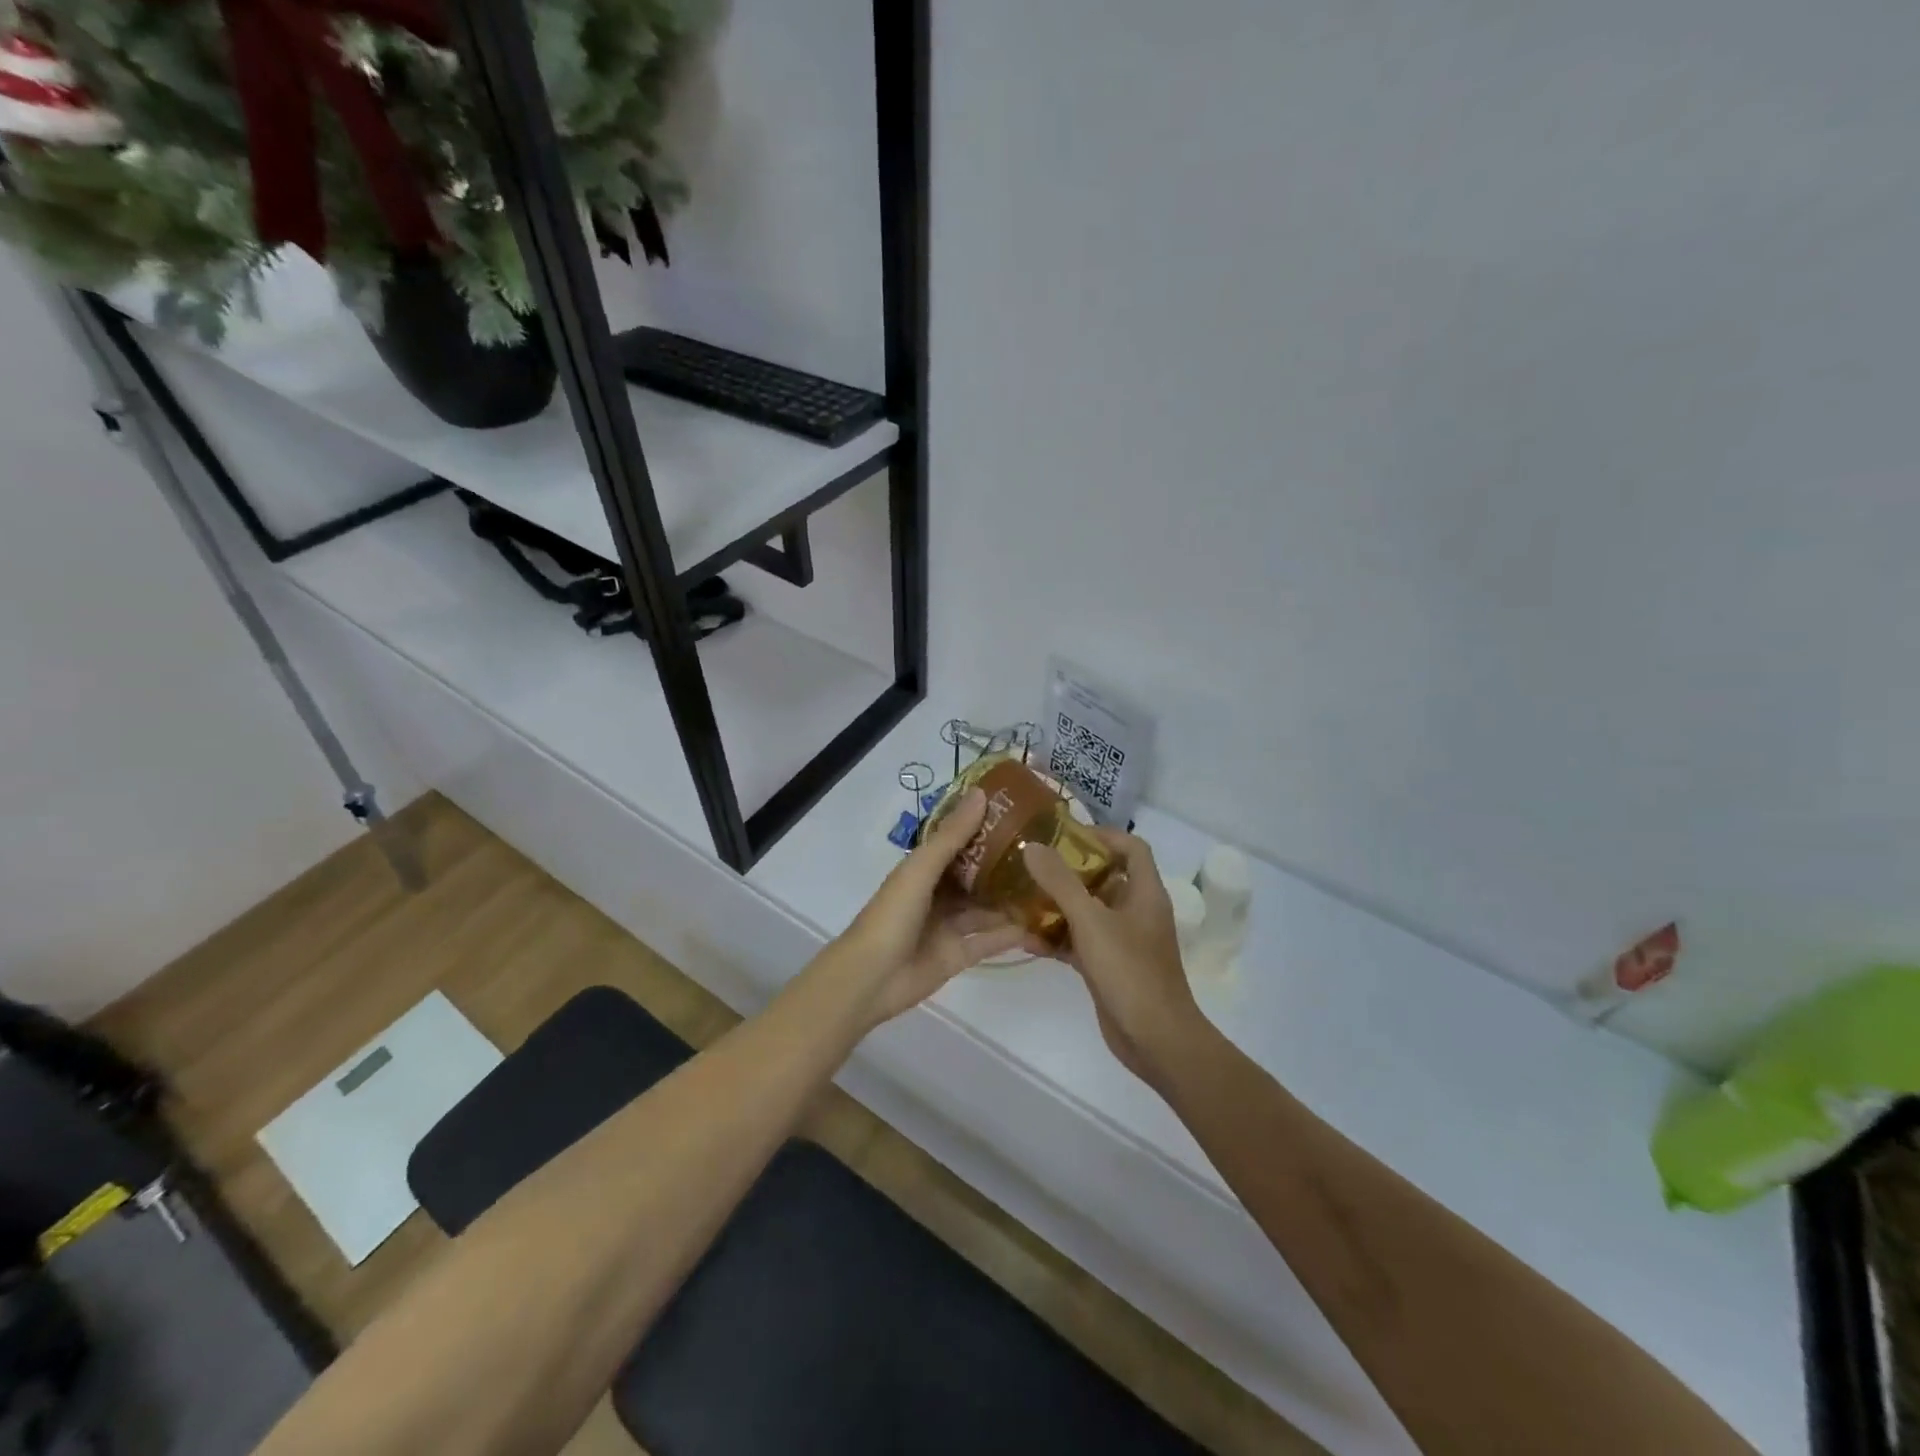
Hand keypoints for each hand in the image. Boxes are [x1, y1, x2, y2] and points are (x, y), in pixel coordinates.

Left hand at [833, 789, 1027, 1025]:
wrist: (870, 978)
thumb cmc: (891, 915)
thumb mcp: (921, 869)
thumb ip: (952, 836)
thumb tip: (982, 793)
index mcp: (924, 870)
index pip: (958, 843)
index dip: (985, 829)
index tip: (1020, 814)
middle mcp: (938, 895)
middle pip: (976, 877)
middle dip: (1004, 865)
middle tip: (1045, 851)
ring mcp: (949, 926)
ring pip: (986, 909)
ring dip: (1011, 899)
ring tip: (1051, 885)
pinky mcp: (959, 955)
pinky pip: (990, 940)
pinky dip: (1011, 933)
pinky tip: (1040, 923)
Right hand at [1022, 829, 1207, 1086]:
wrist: (1155, 1039)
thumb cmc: (1129, 971)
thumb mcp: (1091, 921)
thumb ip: (1060, 882)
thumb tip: (1031, 846)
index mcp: (1145, 893)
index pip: (1131, 847)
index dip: (1102, 835)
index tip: (1064, 835)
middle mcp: (1136, 911)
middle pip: (1104, 877)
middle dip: (1069, 869)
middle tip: (1032, 863)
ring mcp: (1123, 941)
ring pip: (1088, 911)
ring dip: (1058, 904)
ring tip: (1021, 896)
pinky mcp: (1109, 966)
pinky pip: (1080, 942)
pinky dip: (1057, 938)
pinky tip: (1026, 939)